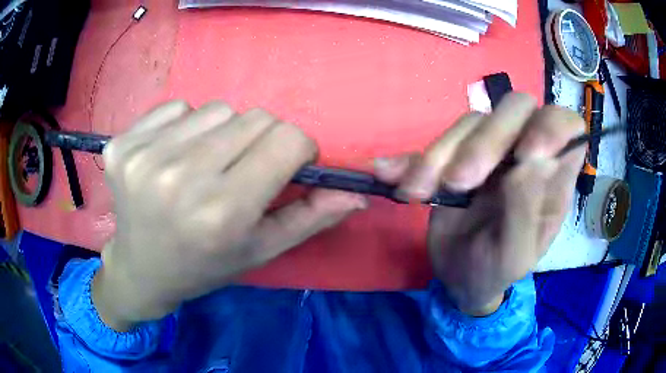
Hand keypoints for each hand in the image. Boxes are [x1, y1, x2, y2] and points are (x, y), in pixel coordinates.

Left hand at [93, 101, 366, 330]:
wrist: (141, 269)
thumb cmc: (204, 266)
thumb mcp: (260, 251)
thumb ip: (310, 218)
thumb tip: (354, 192)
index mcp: (221, 212)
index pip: (288, 140)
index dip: (299, 149)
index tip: (288, 165)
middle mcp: (180, 178)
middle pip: (254, 117)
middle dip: (261, 140)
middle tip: (240, 170)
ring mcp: (144, 157)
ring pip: (216, 108)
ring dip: (221, 132)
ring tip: (203, 166)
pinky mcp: (122, 144)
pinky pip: (176, 108)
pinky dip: (184, 127)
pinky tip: (171, 158)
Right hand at [374, 93, 584, 315]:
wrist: (460, 278)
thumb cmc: (496, 271)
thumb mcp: (515, 256)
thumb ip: (526, 211)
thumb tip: (531, 160)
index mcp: (553, 176)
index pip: (567, 125)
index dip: (550, 126)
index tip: (524, 155)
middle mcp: (526, 151)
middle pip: (515, 108)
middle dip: (486, 140)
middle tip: (458, 182)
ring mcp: (491, 150)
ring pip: (471, 120)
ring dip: (440, 154)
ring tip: (418, 192)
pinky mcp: (456, 156)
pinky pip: (435, 142)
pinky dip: (411, 157)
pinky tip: (390, 175)